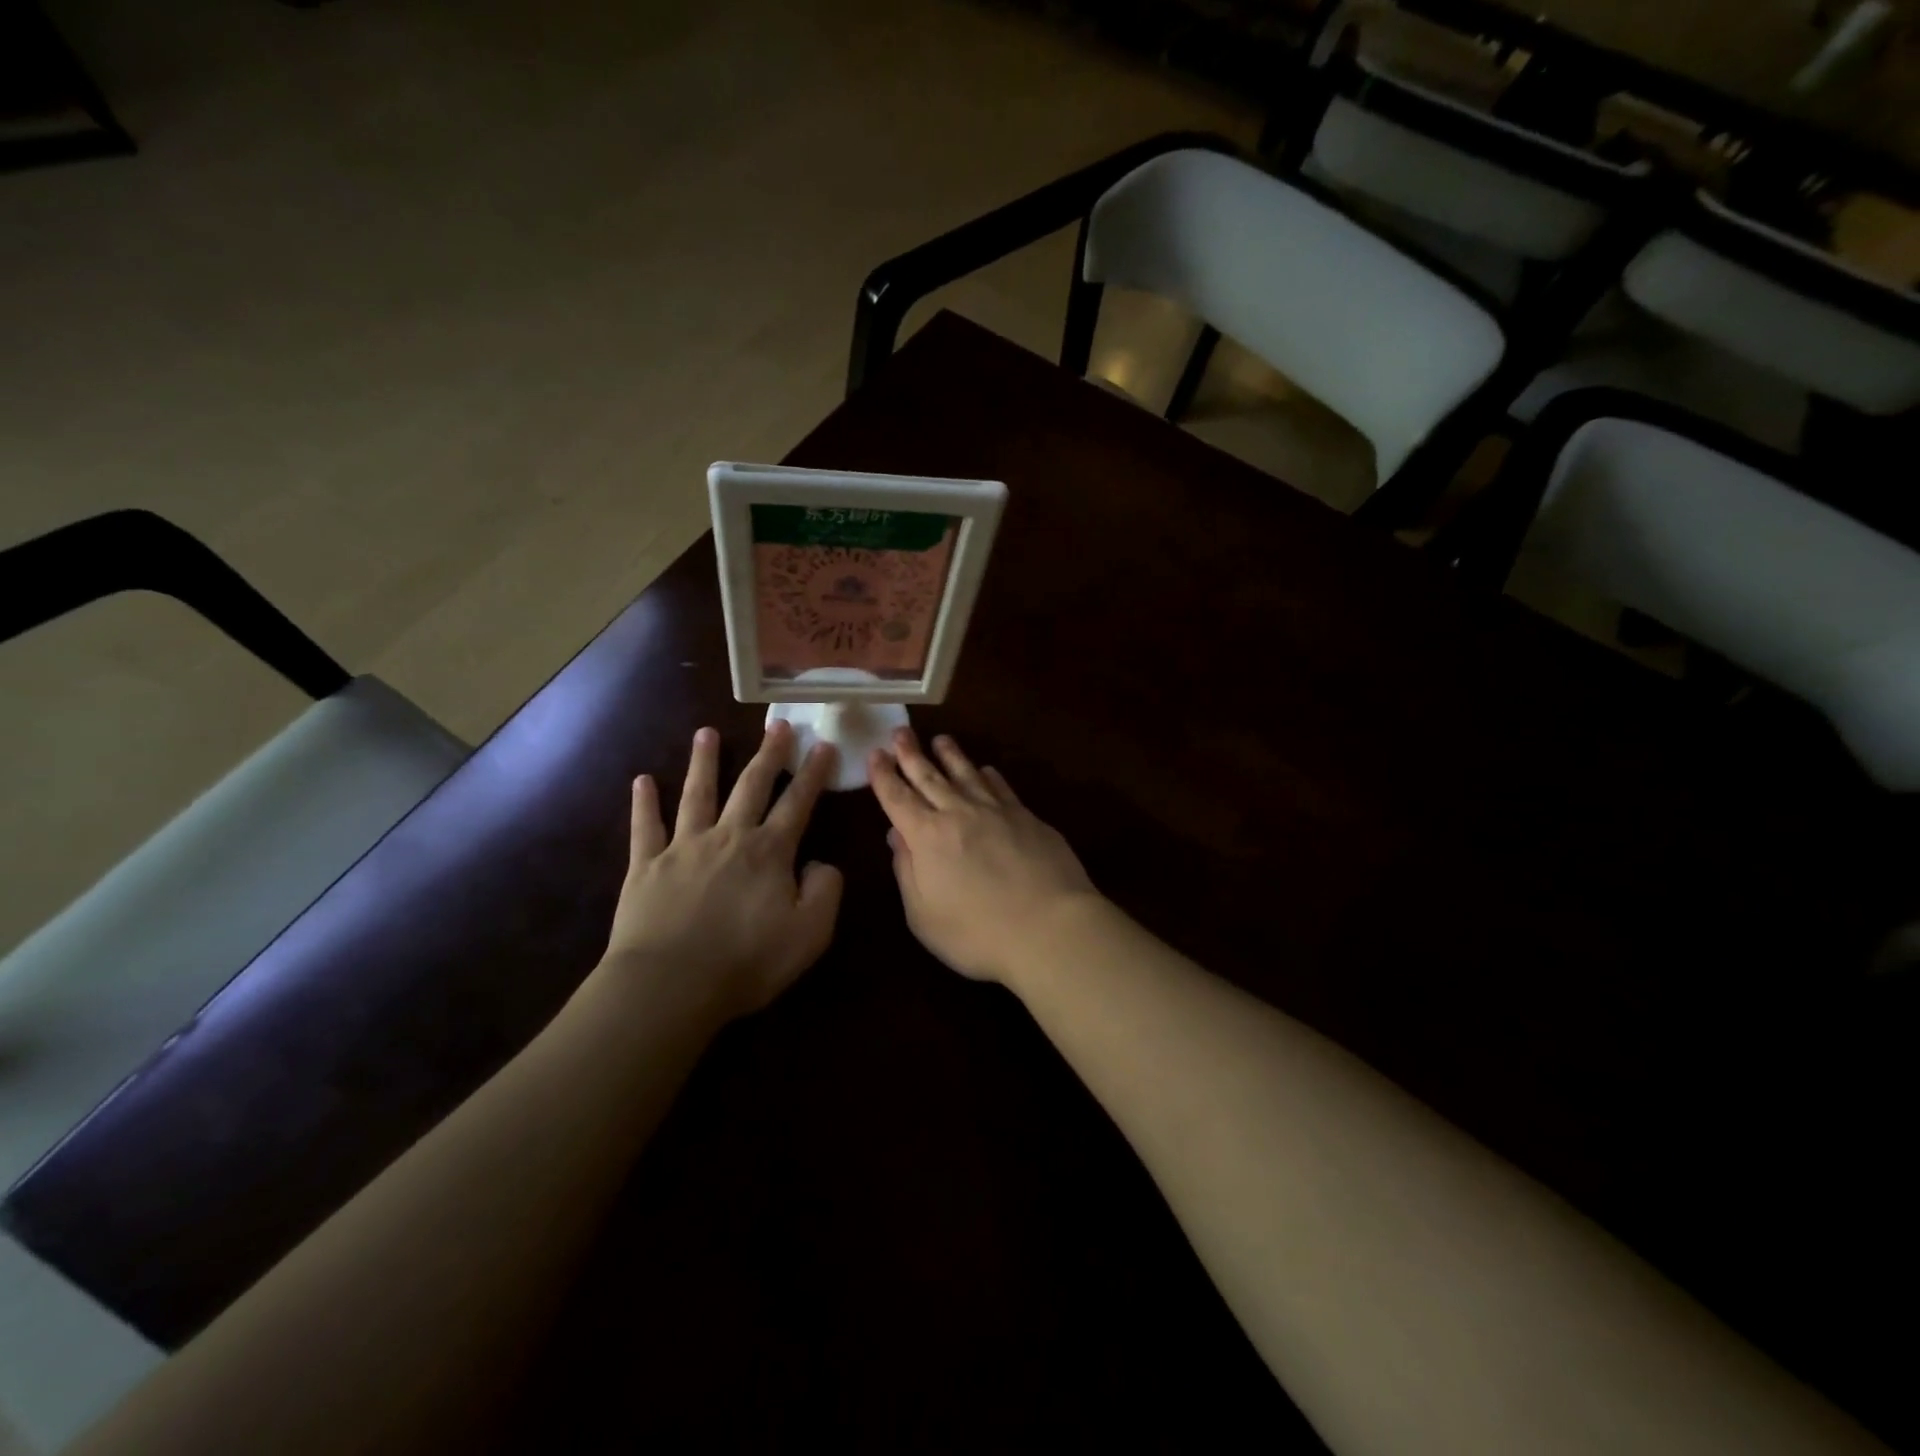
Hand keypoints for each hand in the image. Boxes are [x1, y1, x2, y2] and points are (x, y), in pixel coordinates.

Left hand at [603, 722, 842, 1026]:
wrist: (670, 985)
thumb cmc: (747, 961)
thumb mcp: (810, 933)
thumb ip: (825, 891)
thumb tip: (821, 863)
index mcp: (769, 852)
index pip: (797, 803)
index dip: (813, 773)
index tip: (823, 744)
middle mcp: (728, 837)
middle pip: (751, 786)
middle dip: (768, 754)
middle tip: (778, 725)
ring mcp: (684, 847)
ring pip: (697, 794)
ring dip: (704, 761)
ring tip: (706, 732)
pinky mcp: (645, 866)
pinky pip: (645, 827)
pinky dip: (644, 803)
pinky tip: (642, 780)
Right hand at [870, 728, 1100, 985]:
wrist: (1050, 928)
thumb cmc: (977, 933)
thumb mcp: (924, 915)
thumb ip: (907, 871)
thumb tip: (896, 836)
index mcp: (927, 836)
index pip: (897, 798)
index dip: (883, 775)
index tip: (875, 753)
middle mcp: (959, 813)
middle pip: (930, 777)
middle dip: (911, 754)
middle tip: (900, 731)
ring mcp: (997, 811)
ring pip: (967, 774)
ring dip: (950, 755)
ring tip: (940, 740)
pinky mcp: (1027, 818)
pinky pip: (1002, 787)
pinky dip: (989, 775)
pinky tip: (986, 770)